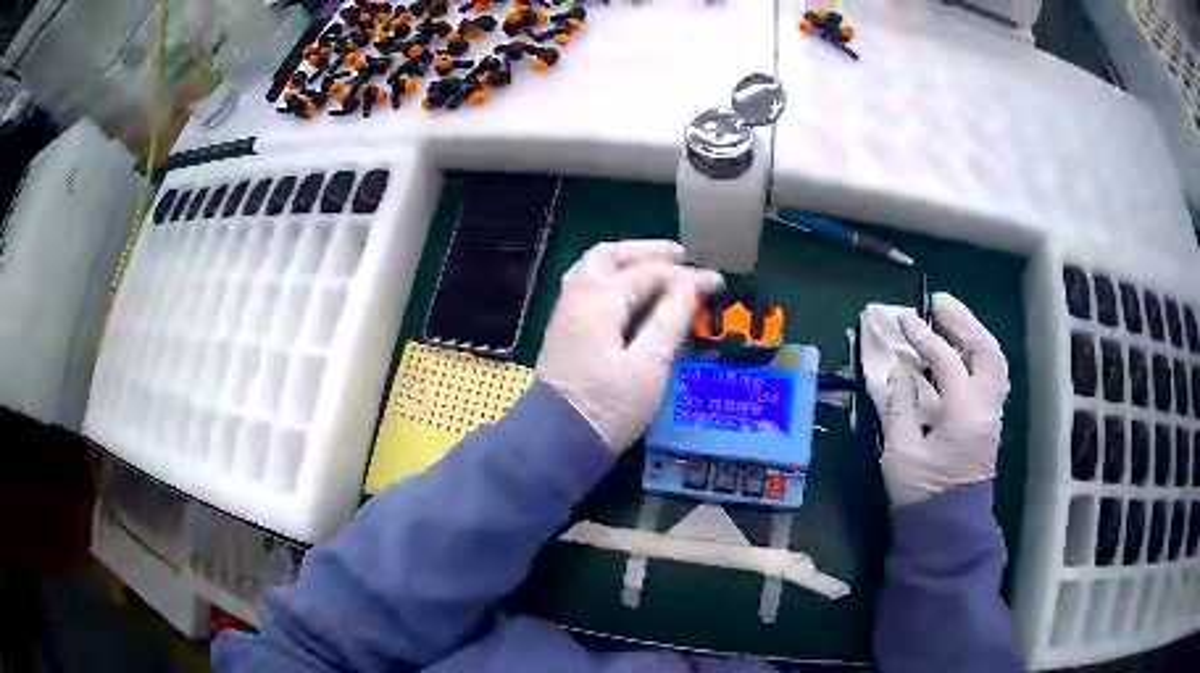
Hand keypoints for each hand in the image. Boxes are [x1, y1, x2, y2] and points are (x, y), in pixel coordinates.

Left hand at [537, 241, 723, 452]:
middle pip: (612, 255)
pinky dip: (613, 278)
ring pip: (596, 267)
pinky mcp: (566, 329)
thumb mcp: (648, 365)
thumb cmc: (607, 406)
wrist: (557, 440)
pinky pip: (589, 285)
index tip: (717, 283)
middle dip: (648, 251)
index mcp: (600, 300)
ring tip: (658, 266)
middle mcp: (578, 296)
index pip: (650, 274)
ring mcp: (567, 311)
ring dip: (628, 261)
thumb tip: (693, 285)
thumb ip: (671, 319)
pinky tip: (630, 292)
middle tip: (681, 256)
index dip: (687, 277)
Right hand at [878, 293, 1009, 507]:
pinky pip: (991, 376)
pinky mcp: (989, 422)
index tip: (903, 319)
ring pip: (994, 361)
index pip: (947, 361)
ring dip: (974, 335)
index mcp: (964, 415)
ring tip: (951, 320)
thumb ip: (899, 408)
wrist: (947, 530)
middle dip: (963, 321)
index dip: (924, 337)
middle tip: (938, 304)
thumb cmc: (922, 495)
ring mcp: (992, 414)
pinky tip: (960, 353)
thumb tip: (897, 371)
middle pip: (986, 350)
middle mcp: (986, 407)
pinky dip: (977, 355)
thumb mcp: (901, 454)